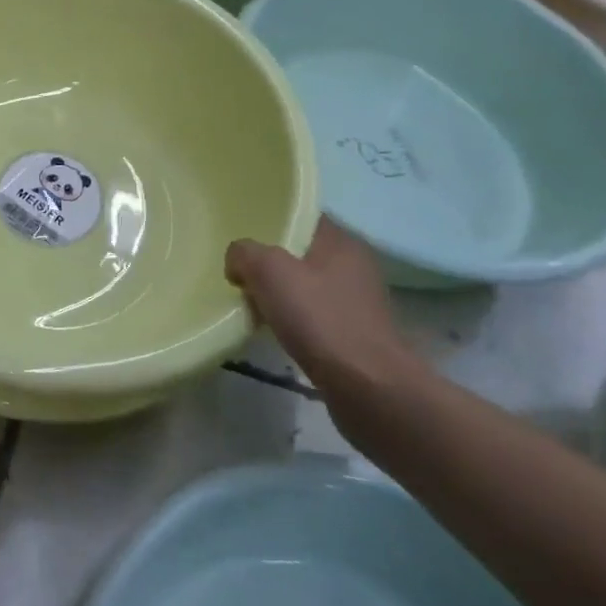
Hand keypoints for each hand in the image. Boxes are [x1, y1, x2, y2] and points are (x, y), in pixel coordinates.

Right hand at [225, 219, 414, 394]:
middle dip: (270, 261)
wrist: (368, 388)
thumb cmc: (320, 319)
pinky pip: (314, 315)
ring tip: (250, 303)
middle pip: (301, 252)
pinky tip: (273, 330)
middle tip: (238, 271)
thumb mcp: (269, 271)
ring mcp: (357, 302)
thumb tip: (238, 260)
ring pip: (306, 285)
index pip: (302, 217)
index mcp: (342, 242)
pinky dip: (293, 319)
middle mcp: (355, 266)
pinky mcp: (354, 334)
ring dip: (280, 293)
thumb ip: (245, 253)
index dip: (271, 221)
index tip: (242, 235)